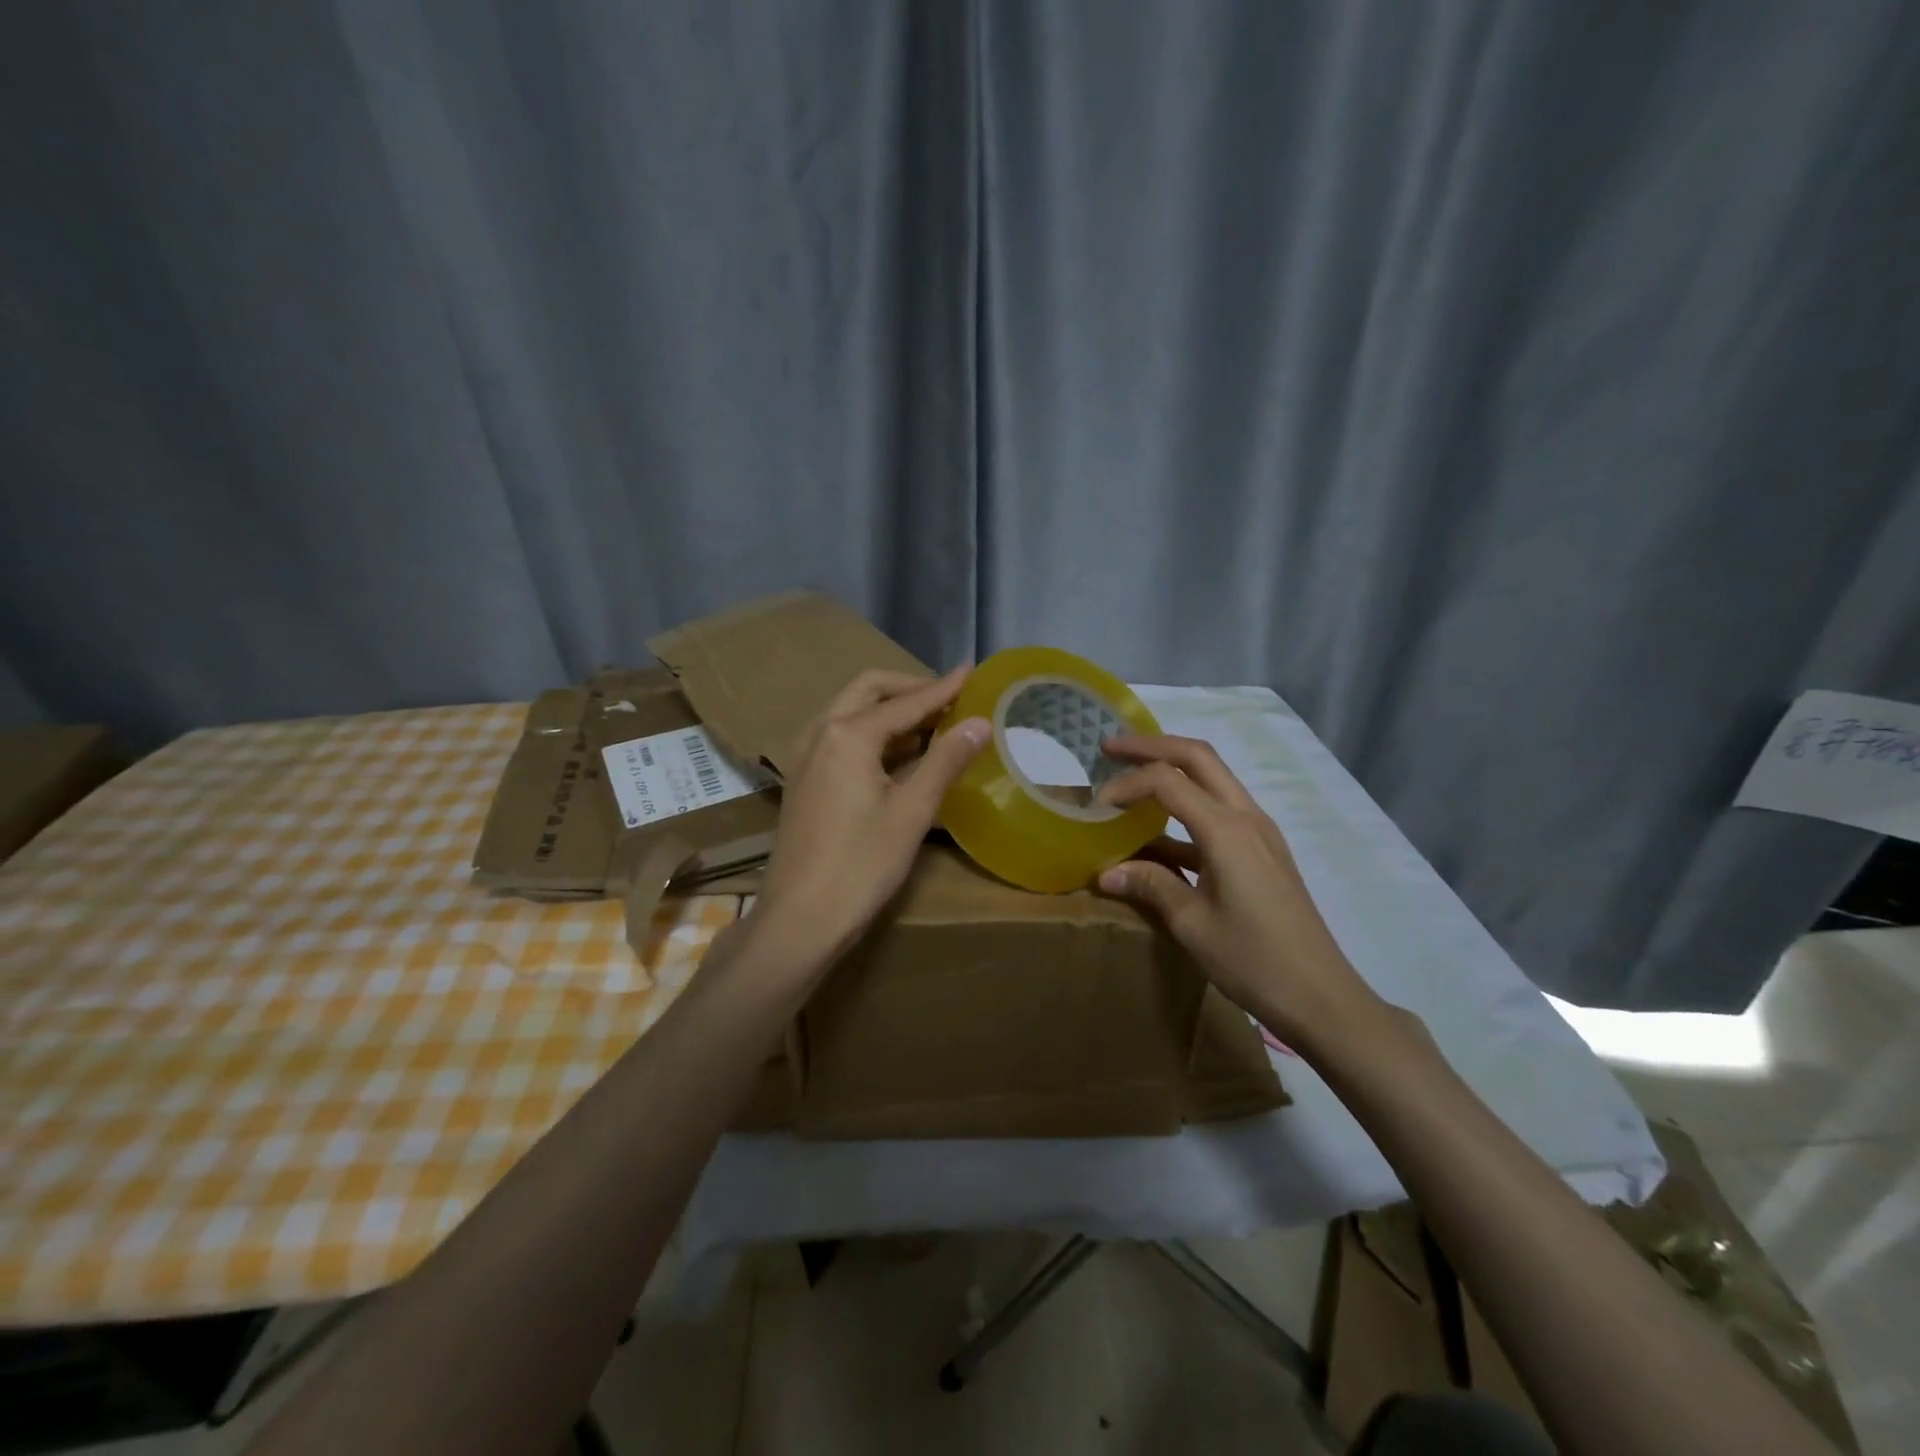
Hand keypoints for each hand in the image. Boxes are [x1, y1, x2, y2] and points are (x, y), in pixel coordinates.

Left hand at [749, 667, 989, 970]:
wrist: (799, 918)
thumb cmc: (861, 866)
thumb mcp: (912, 812)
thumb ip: (946, 760)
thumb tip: (980, 722)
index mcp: (848, 734)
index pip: (905, 701)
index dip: (942, 688)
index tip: (972, 673)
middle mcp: (821, 732)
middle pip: (868, 690)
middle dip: (910, 689)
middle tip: (949, 700)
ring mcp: (805, 755)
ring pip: (850, 710)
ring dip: (889, 708)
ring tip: (931, 723)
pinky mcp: (803, 778)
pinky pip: (840, 735)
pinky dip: (871, 731)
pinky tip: (897, 753)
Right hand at [1094, 735, 1386, 1054]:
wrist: (1322, 997)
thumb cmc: (1254, 961)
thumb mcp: (1192, 925)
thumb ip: (1150, 886)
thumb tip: (1105, 872)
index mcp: (1227, 831)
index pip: (1168, 781)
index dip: (1127, 783)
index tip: (1098, 805)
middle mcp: (1247, 818)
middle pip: (1198, 757)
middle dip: (1152, 746)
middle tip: (1110, 748)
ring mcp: (1259, 833)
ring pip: (1212, 778)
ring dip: (1171, 770)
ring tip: (1130, 777)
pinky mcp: (1262, 851)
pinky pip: (1219, 810)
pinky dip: (1185, 807)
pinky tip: (1157, 834)